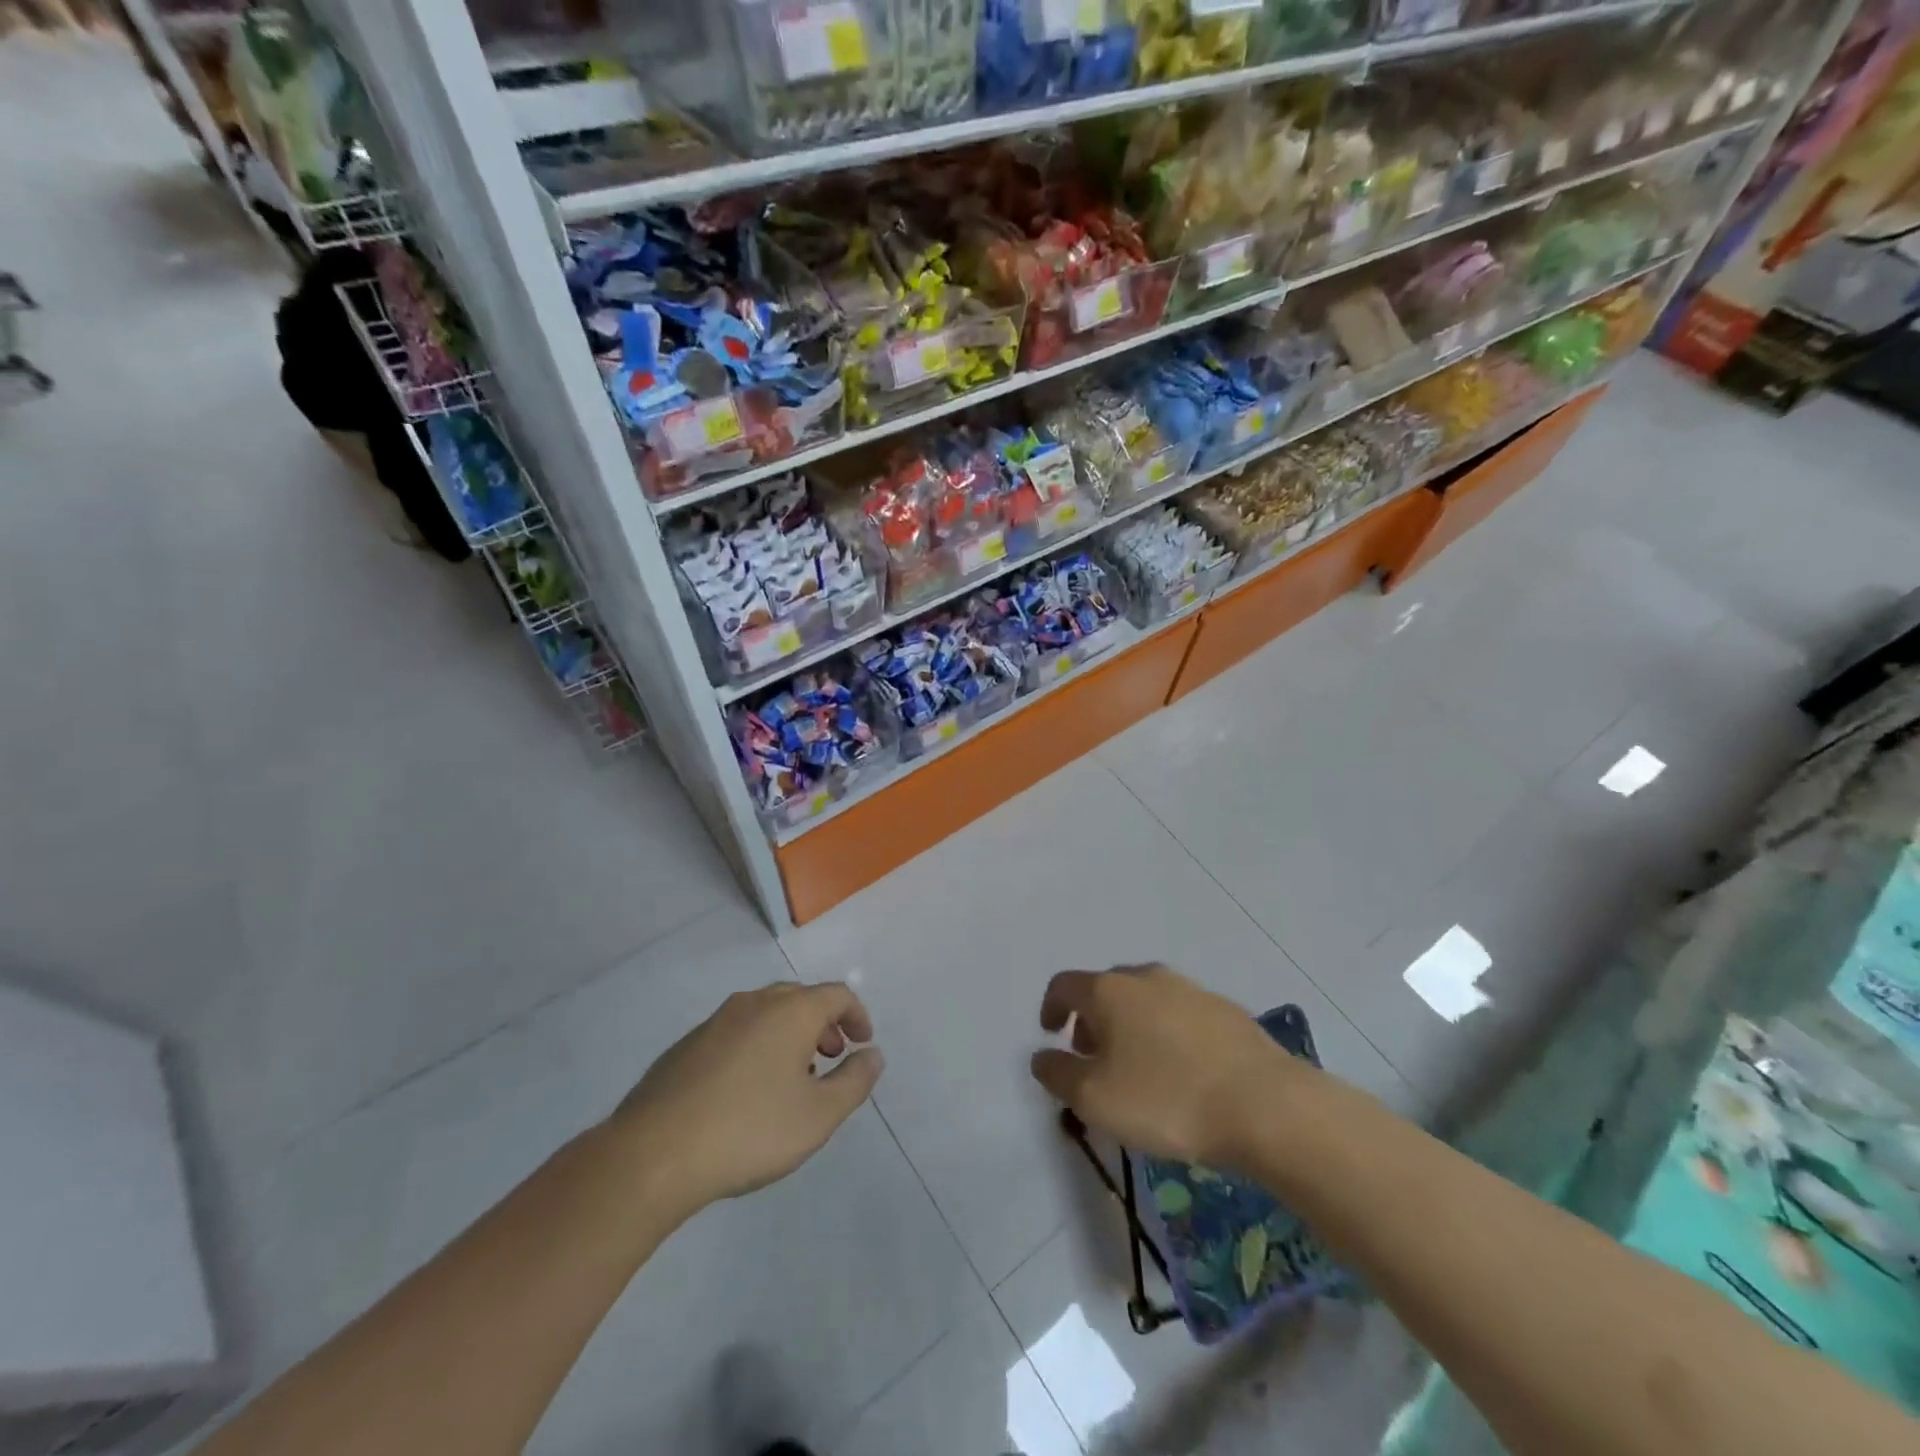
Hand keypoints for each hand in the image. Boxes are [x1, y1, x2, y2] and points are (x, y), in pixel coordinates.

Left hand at [609, 982, 882, 1218]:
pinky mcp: (686, 1046)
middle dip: (823, 1024)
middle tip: (832, 1057)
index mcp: (790, 1011)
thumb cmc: (750, 1130)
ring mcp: (715, 1022)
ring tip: (793, 1080)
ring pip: (765, 1014)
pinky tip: (748, 1092)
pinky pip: (736, 1033)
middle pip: (800, 999)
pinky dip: (756, 1047)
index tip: (863, 1043)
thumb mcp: (819, 1115)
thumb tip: (872, 1055)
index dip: (857, 1015)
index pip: (836, 994)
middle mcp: (754, 1003)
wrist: (654, 1154)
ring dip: (789, 1036)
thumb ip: (854, 1081)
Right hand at [1030, 965, 1301, 1168]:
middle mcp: (1147, 978)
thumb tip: (1042, 1057)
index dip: (1050, 1007)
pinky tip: (1181, 1072)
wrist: (1266, 1105)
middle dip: (1092, 1019)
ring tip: (1137, 1068)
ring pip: (1146, 1000)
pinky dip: (1167, 1034)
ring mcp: (1191, 990)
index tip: (1051, 1034)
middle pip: (1106, 989)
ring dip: (1130, 1026)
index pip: (1065, 984)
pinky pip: (1181, 1015)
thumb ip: (1058, 1074)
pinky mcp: (1227, 1011)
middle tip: (1092, 1056)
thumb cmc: (1166, 1099)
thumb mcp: (1094, 1099)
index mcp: (1110, 990)